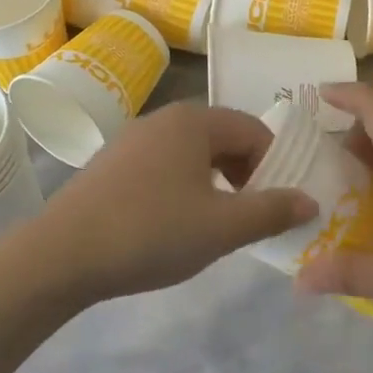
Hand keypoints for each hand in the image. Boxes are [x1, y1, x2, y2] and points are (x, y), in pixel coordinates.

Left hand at [32, 102, 317, 303]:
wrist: (62, 254)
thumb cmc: (151, 232)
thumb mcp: (222, 227)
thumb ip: (271, 211)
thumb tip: (310, 201)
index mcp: (194, 121)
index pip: (255, 130)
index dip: (275, 165)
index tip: (276, 206)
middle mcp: (163, 119)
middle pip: (223, 138)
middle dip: (246, 174)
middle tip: (250, 216)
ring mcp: (132, 139)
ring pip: (192, 153)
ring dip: (215, 183)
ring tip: (215, 223)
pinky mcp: (111, 164)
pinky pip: (163, 165)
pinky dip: (183, 187)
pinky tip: (173, 224)